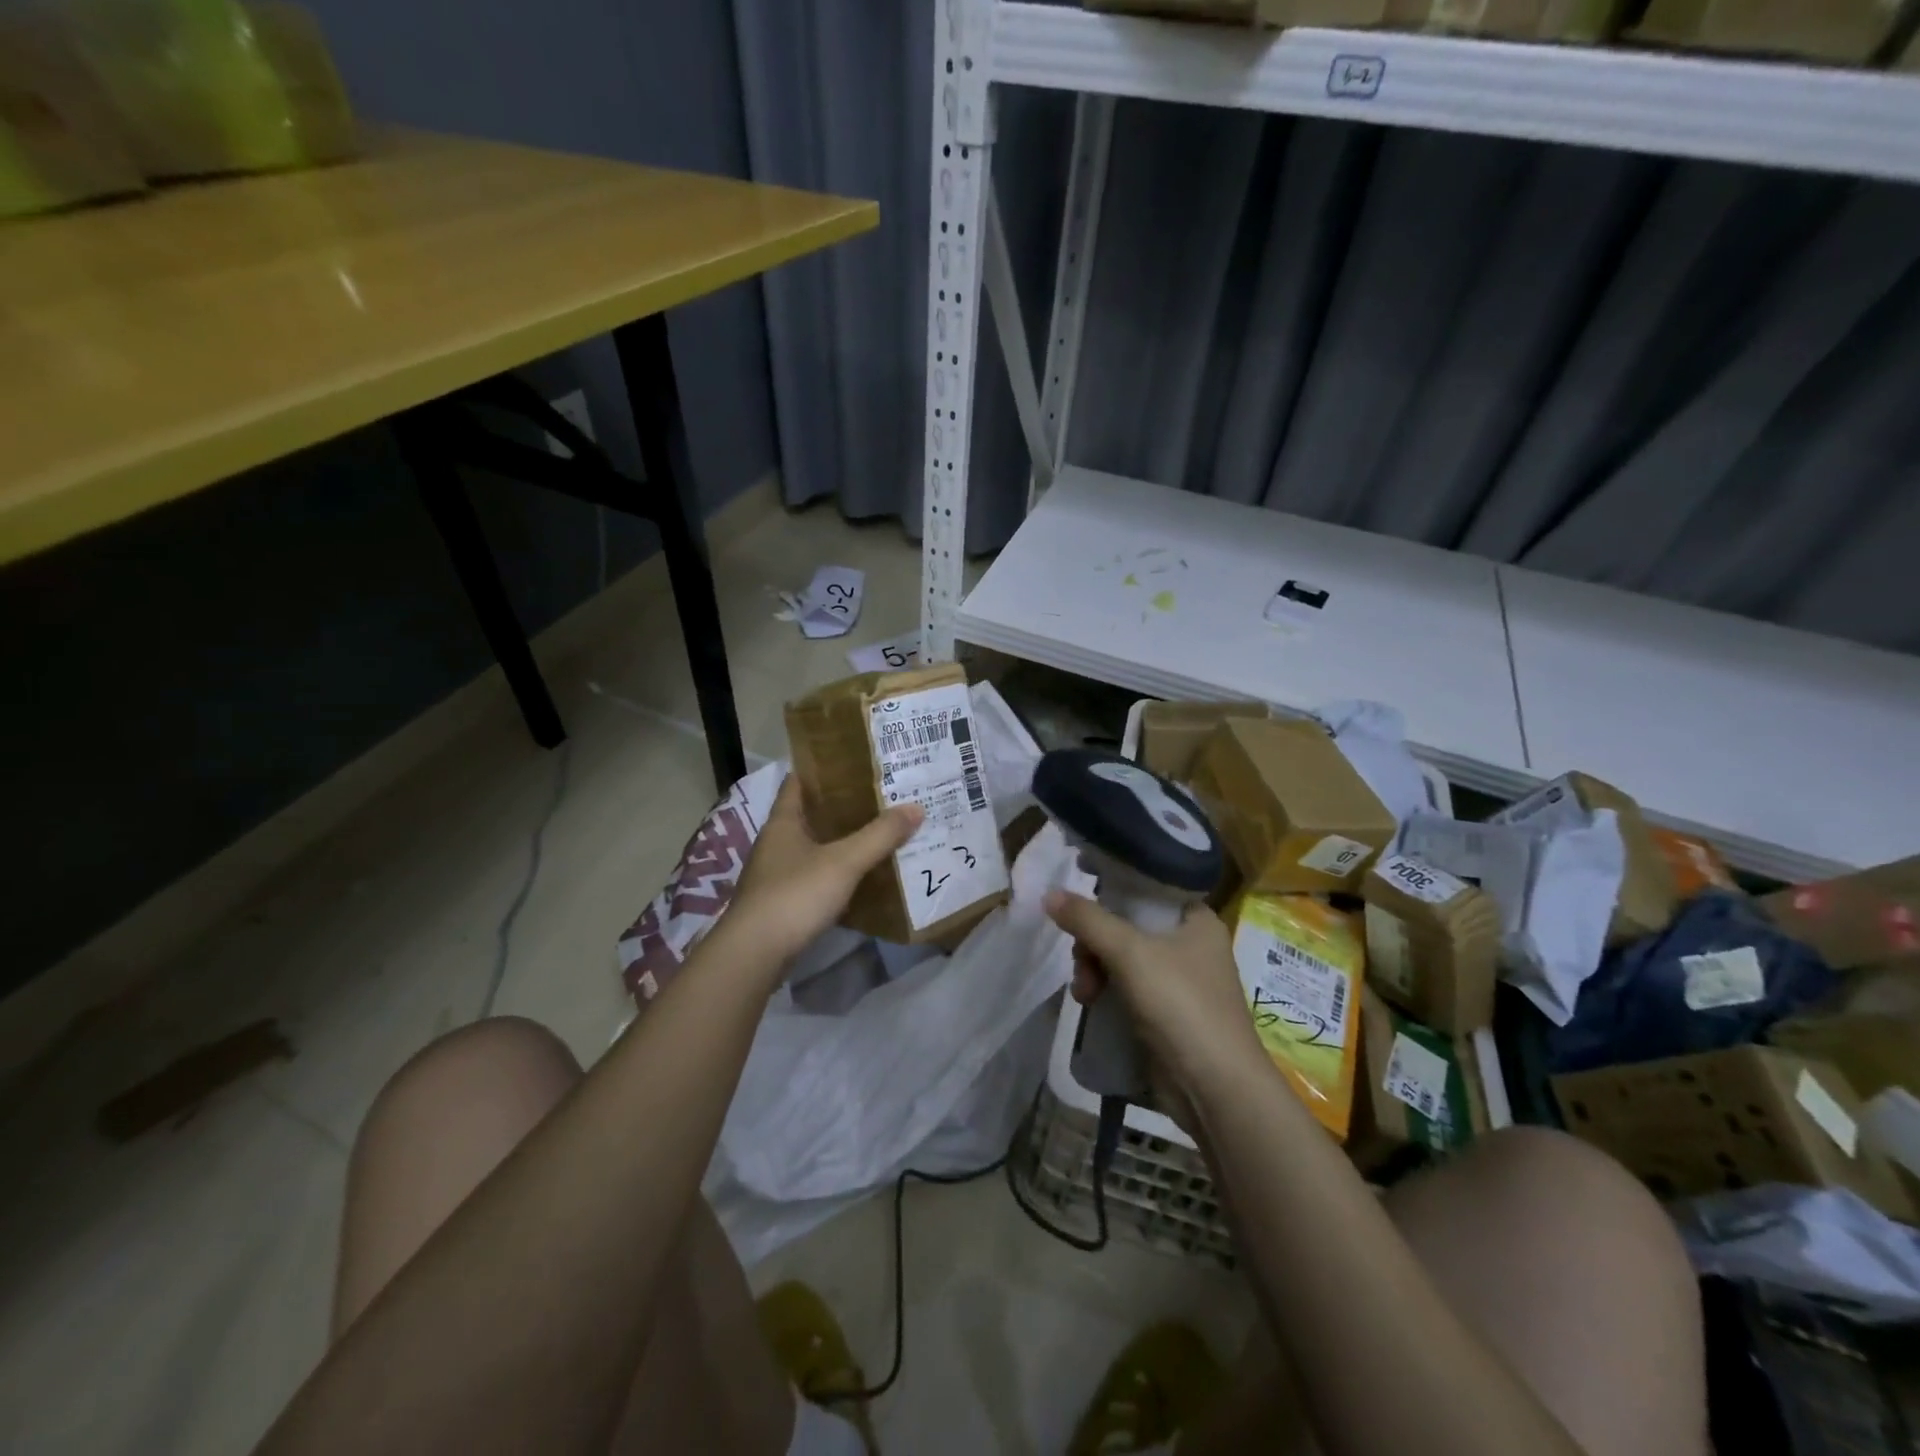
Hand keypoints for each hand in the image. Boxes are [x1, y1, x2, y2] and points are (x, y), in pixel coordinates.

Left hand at [724, 776, 922, 968]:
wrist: (755, 954)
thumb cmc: (795, 895)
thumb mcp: (844, 861)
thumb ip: (880, 835)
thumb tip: (916, 807)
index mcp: (783, 822)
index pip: (799, 782)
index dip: (824, 769)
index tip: (856, 762)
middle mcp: (776, 843)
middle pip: (810, 815)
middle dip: (843, 807)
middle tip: (882, 797)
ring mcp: (776, 874)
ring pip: (814, 848)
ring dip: (841, 841)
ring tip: (880, 833)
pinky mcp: (782, 903)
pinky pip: (815, 877)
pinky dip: (837, 873)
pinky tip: (862, 876)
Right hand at [1043, 892, 1270, 1119]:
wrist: (1215, 1089)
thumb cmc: (1181, 1005)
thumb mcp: (1130, 953)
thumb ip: (1088, 920)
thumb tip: (1049, 894)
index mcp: (1196, 920)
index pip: (1147, 888)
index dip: (1111, 890)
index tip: (1079, 901)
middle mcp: (1190, 944)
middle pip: (1126, 924)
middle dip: (1095, 943)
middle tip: (1082, 962)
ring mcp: (1178, 981)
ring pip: (1121, 958)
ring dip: (1095, 970)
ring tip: (1084, 994)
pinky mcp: (1165, 1013)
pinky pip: (1125, 987)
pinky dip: (1105, 991)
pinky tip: (1090, 1005)